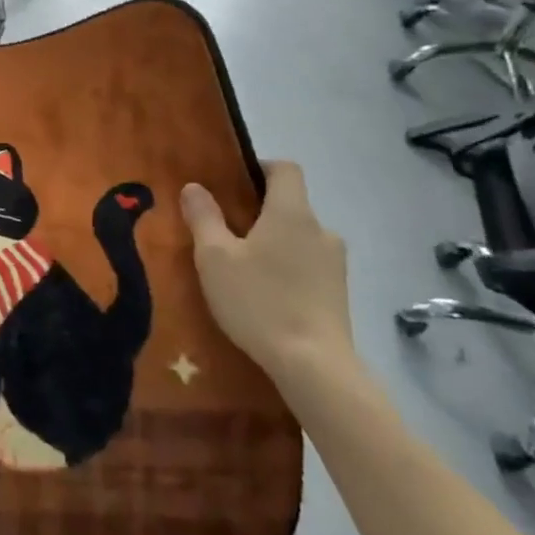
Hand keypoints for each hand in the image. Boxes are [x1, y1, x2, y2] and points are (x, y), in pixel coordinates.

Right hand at [181, 161, 354, 389]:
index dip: (260, 167)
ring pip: (299, 237)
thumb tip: (194, 187)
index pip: (285, 168)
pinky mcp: (339, 293)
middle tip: (226, 231)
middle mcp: (321, 230)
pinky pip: (309, 264)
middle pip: (290, 204)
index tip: (233, 184)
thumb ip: (203, 217)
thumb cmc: (259, 301)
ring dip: (274, 243)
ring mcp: (335, 263)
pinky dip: (287, 268)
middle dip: (260, 212)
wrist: (314, 367)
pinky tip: (265, 294)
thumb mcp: (215, 257)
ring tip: (243, 267)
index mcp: (292, 212)